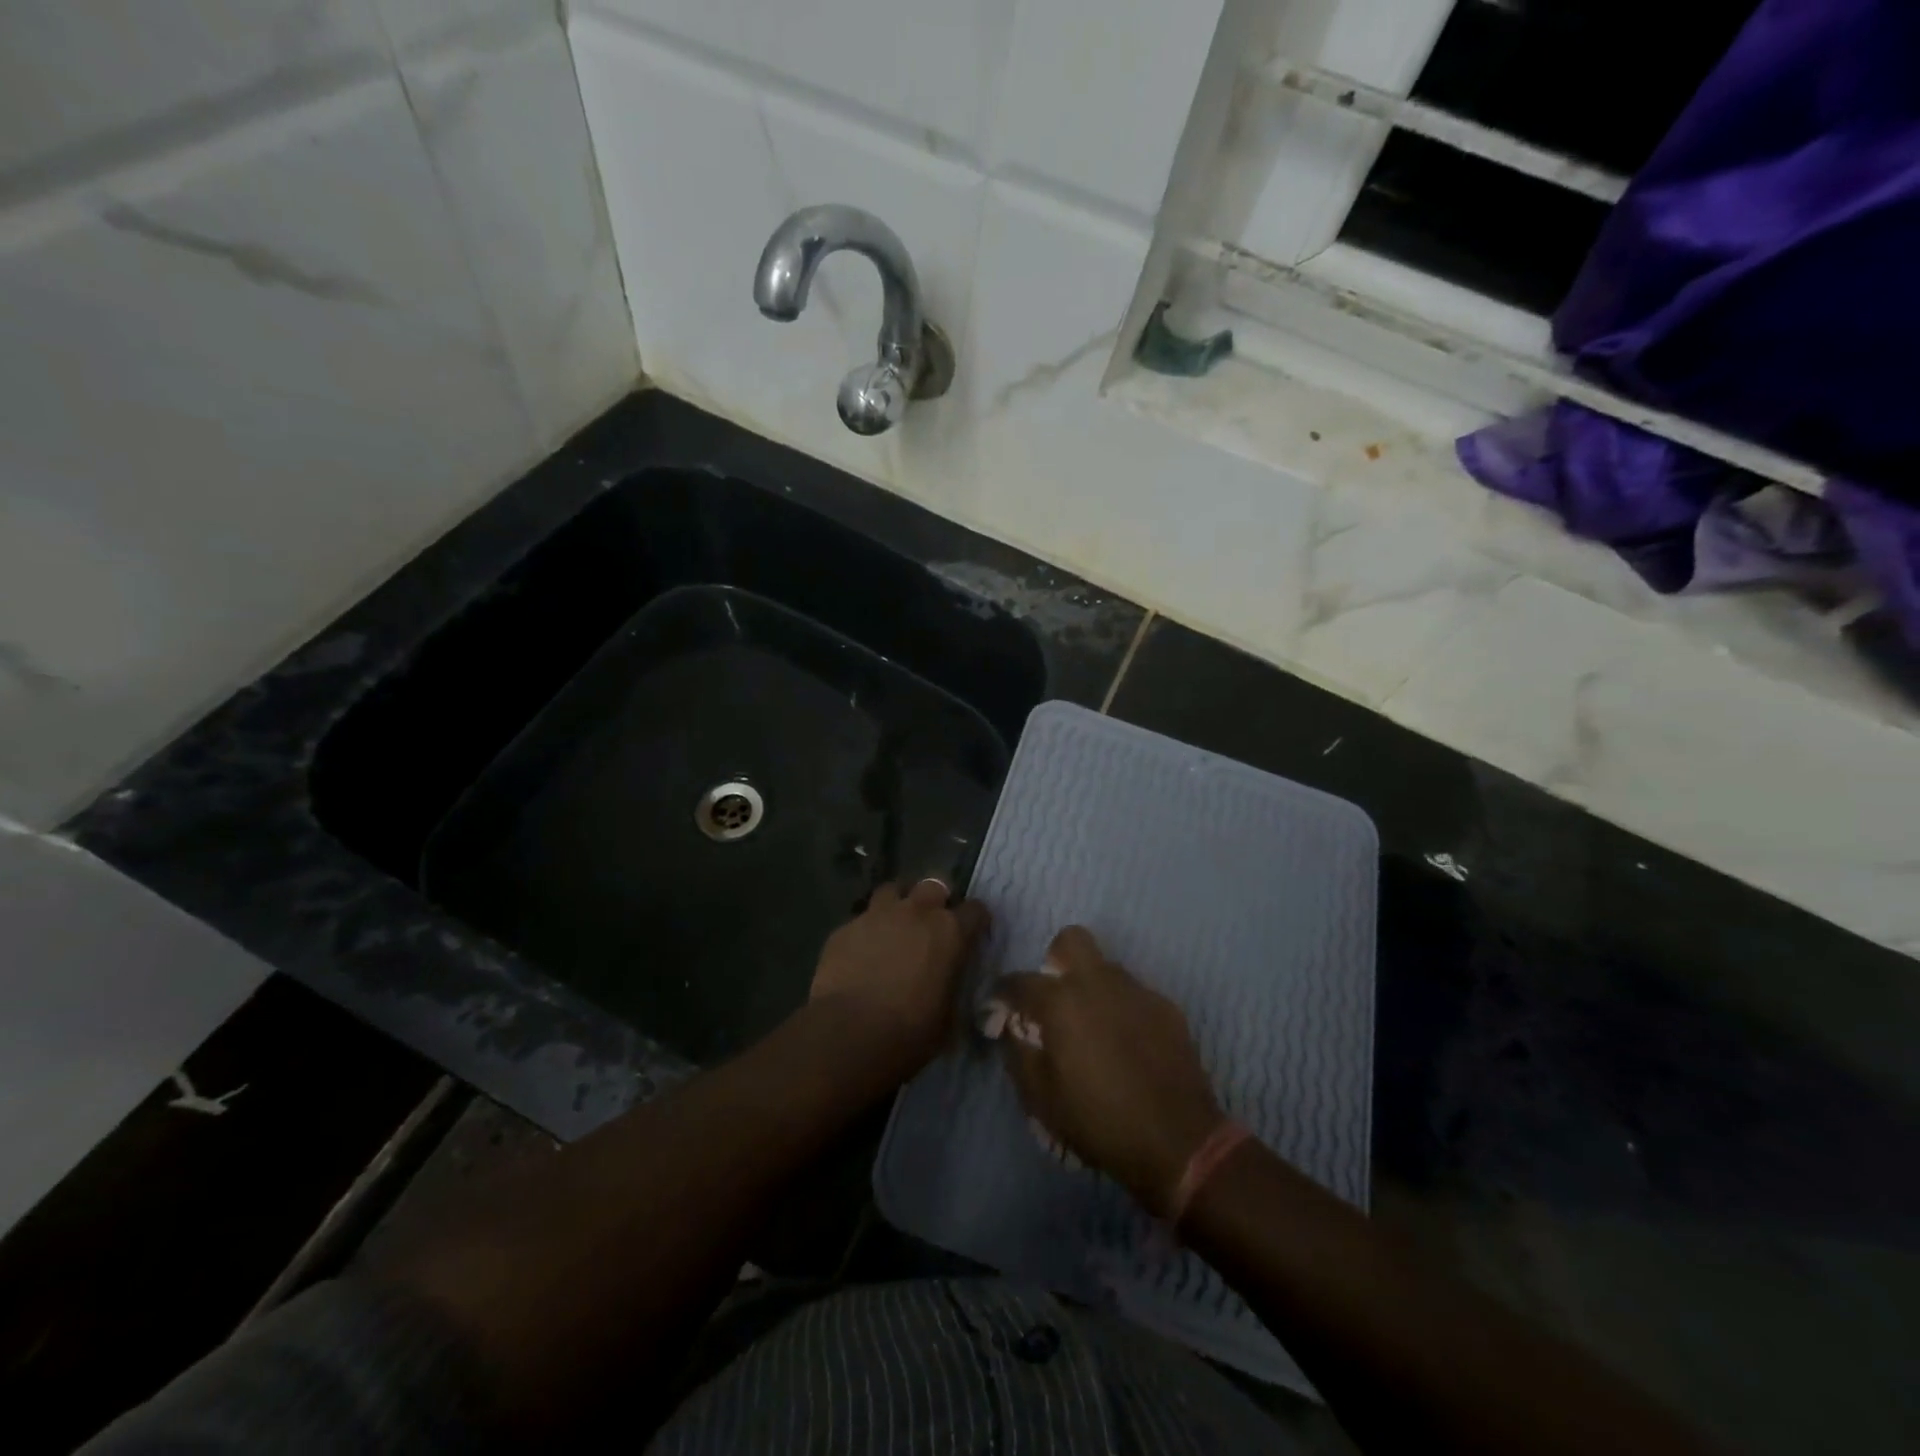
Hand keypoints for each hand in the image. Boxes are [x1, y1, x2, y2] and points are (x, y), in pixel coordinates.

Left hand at [810, 879, 988, 1079]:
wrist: (849, 1034)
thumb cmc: (910, 1032)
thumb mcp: (948, 1017)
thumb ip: (952, 986)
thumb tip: (949, 983)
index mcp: (950, 932)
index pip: (975, 910)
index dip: (975, 921)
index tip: (972, 933)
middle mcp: (916, 912)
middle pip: (933, 886)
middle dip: (937, 899)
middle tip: (932, 922)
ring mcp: (877, 915)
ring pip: (892, 890)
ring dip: (899, 903)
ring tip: (895, 925)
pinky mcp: (845, 928)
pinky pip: (861, 919)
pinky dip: (867, 930)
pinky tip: (862, 952)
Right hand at [993, 926, 1225, 1214]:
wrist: (1179, 1142)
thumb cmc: (1099, 1121)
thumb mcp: (1042, 1099)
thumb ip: (1019, 1055)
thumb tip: (1013, 1030)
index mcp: (1061, 1002)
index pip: (1019, 981)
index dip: (1003, 994)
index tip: (999, 1010)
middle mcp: (1098, 983)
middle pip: (1071, 940)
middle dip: (1056, 960)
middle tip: (1055, 999)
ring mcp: (1137, 991)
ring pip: (1106, 968)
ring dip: (1092, 987)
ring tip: (1095, 1029)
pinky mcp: (1167, 1007)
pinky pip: (1134, 994)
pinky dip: (1123, 1009)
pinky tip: (1128, 1045)